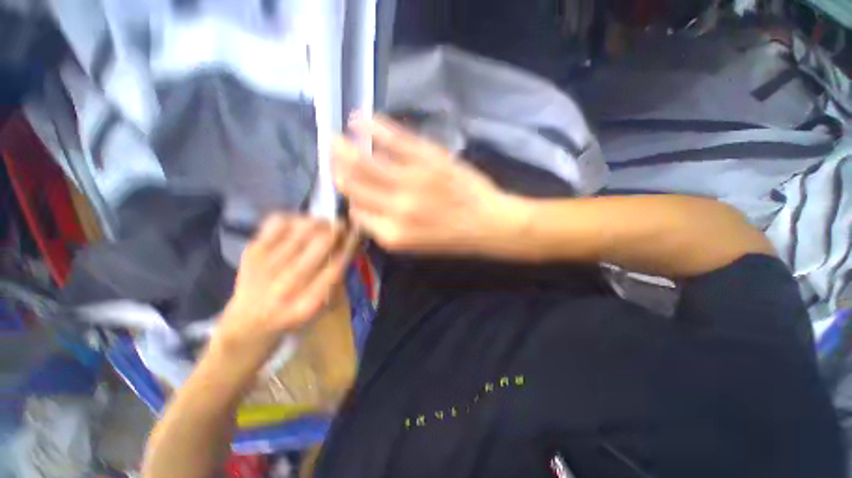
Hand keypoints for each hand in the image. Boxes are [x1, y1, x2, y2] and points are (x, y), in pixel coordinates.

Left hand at [214, 215, 356, 356]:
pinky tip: (300, 224)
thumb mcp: (320, 308)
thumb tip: (348, 245)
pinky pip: (277, 223)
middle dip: (336, 229)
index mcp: (308, 303)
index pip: (337, 265)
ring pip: (301, 230)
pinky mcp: (251, 253)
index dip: (350, 244)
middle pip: (321, 243)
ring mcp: (266, 267)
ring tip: (323, 224)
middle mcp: (287, 285)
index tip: (357, 232)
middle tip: (341, 225)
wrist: (247, 324)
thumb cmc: (292, 317)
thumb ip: (335, 279)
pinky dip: (294, 218)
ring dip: (318, 222)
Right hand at [332, 115, 528, 256]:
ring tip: (334, 137)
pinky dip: (373, 127)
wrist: (487, 222)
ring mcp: (412, 180)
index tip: (346, 187)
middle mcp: (397, 208)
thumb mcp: (414, 244)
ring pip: (365, 161)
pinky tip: (360, 120)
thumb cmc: (451, 237)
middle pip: (353, 183)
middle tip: (328, 152)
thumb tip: (361, 207)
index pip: (355, 212)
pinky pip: (394, 138)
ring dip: (344, 146)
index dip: (349, 199)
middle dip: (336, 167)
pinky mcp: (428, 159)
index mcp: (393, 234)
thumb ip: (384, 228)